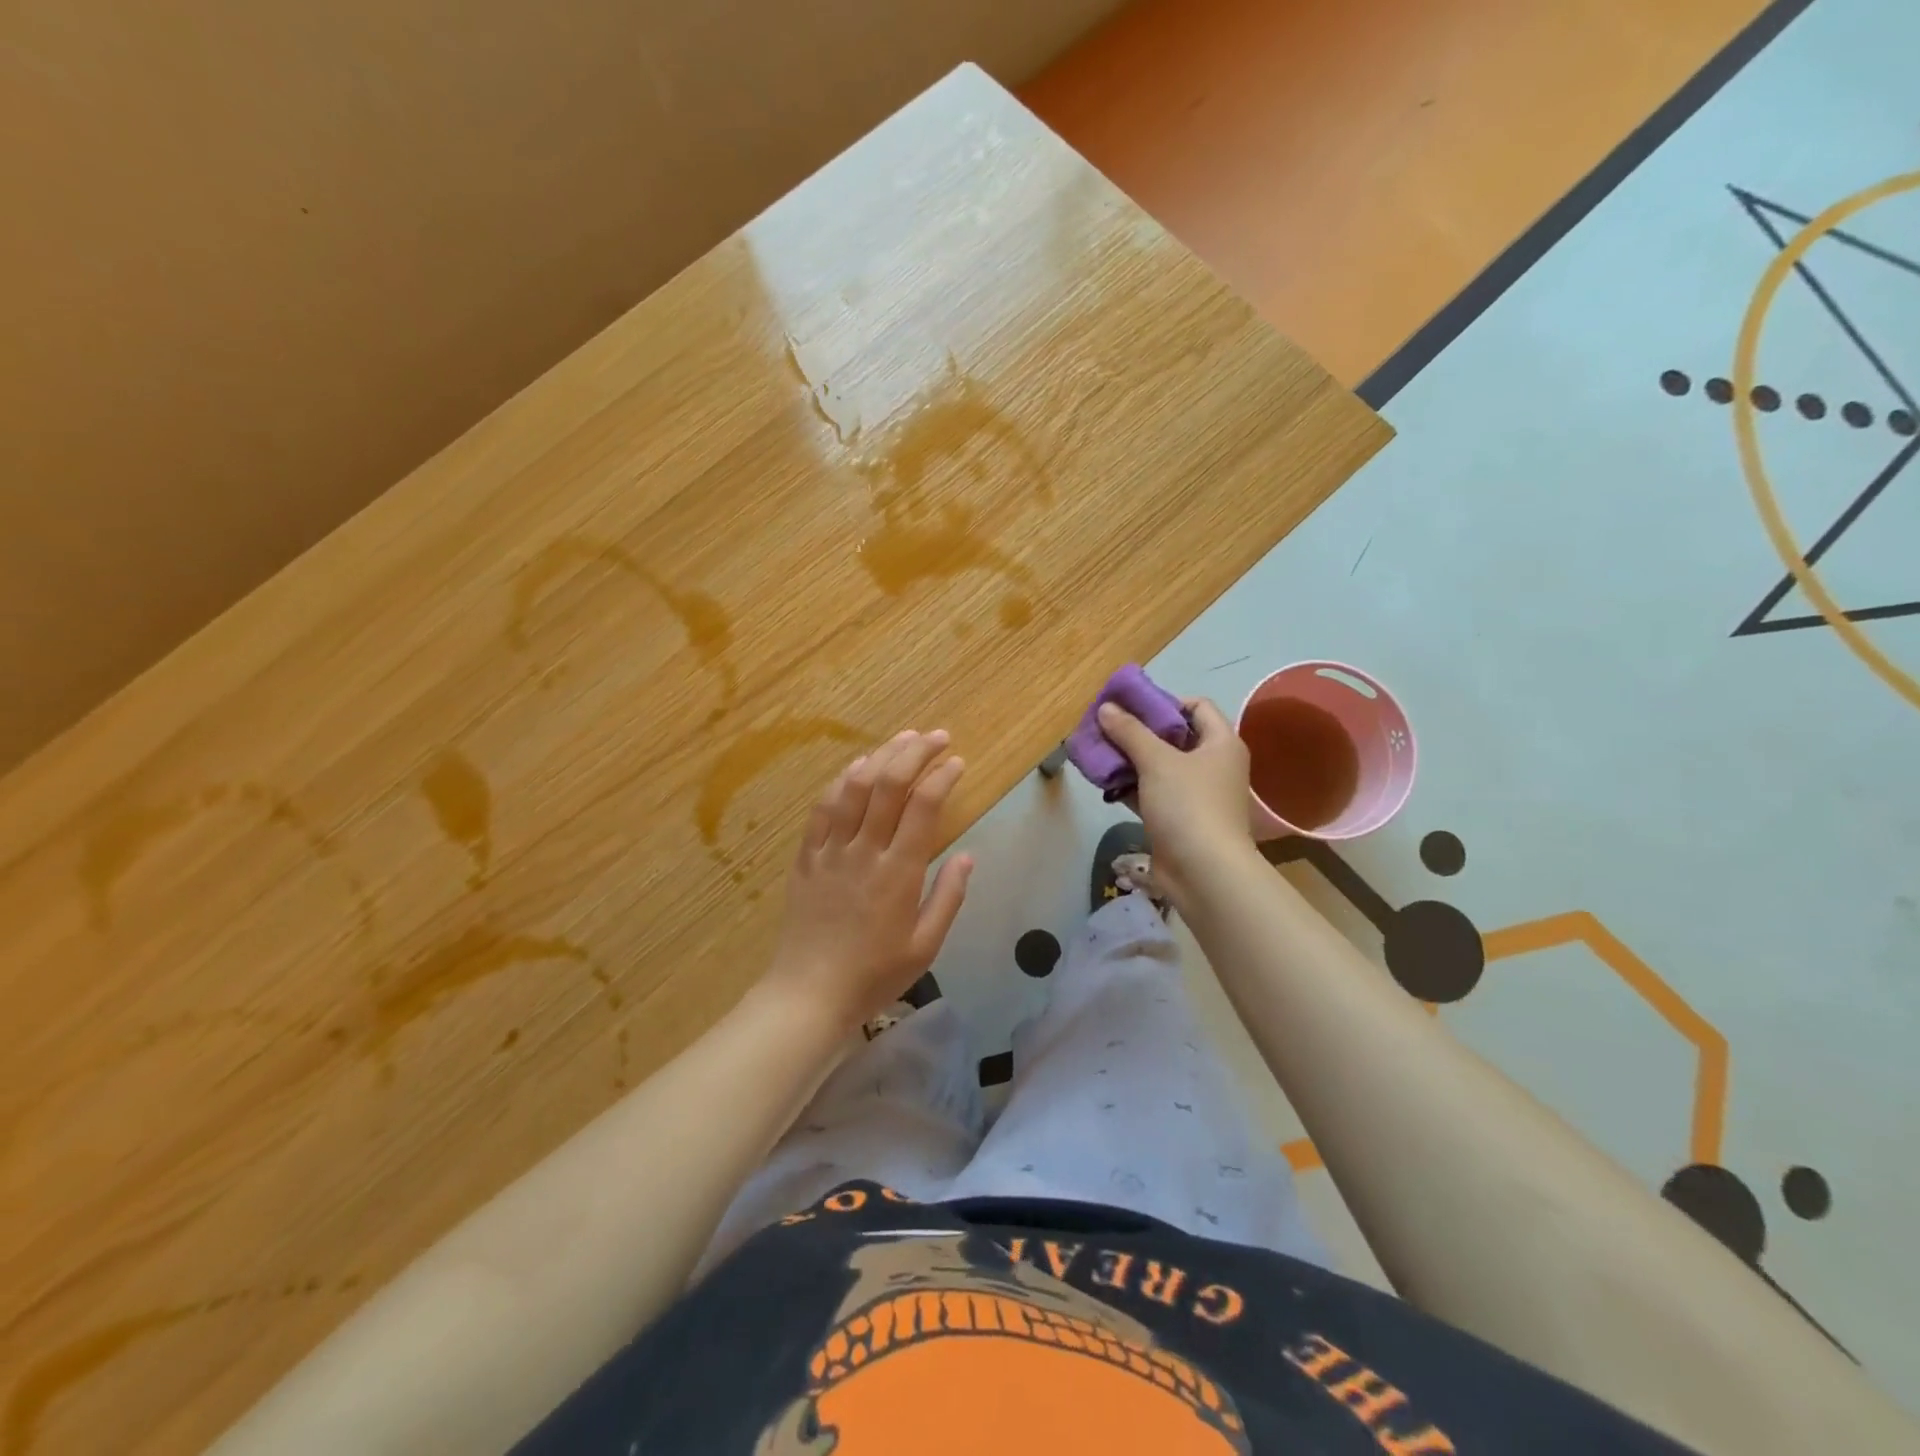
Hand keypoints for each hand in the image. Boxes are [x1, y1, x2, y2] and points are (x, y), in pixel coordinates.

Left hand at [763, 729, 973, 1029]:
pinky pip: (822, 809)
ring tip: (902, 739)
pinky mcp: (806, 857)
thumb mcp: (926, 946)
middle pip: (889, 785)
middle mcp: (864, 851)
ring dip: (880, 756)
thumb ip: (948, 897)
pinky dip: (841, 781)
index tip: (958, 762)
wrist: (809, 994)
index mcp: (899, 872)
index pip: (923, 807)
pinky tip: (856, 768)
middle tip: (937, 737)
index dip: (942, 776)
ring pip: (854, 788)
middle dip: (915, 752)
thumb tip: (967, 856)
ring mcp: (830, 851)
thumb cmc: (874, 975)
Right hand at [1097, 697, 1253, 901]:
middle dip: (1138, 731)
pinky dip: (1132, 786)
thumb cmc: (1188, 805)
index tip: (1131, 707)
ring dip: (1131, 759)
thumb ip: (1130, 731)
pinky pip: (1153, 793)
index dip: (1164, 702)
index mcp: (1221, 743)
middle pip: (1174, 737)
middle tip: (1106, 727)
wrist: (1205, 873)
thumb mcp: (1157, 761)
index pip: (1196, 706)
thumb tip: (1106, 707)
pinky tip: (1105, 781)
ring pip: (1160, 767)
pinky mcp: (1179, 820)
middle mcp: (1213, 765)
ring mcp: (1197, 795)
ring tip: (1098, 752)